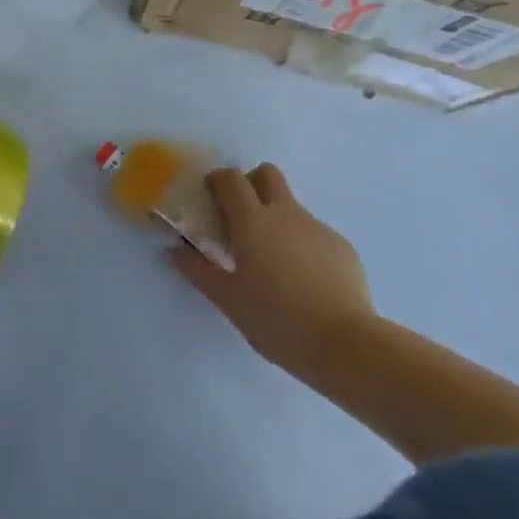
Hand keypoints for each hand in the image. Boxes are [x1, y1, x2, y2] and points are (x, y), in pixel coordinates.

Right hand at [168, 164, 377, 380]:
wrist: (345, 344)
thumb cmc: (277, 320)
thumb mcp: (229, 300)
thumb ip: (199, 271)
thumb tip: (174, 251)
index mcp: (253, 221)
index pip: (231, 179)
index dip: (218, 180)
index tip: (210, 195)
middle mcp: (285, 213)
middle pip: (267, 174)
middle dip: (252, 183)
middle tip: (242, 215)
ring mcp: (317, 227)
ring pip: (292, 206)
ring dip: (277, 219)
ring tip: (274, 263)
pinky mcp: (342, 247)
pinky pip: (314, 234)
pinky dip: (302, 245)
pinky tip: (304, 282)